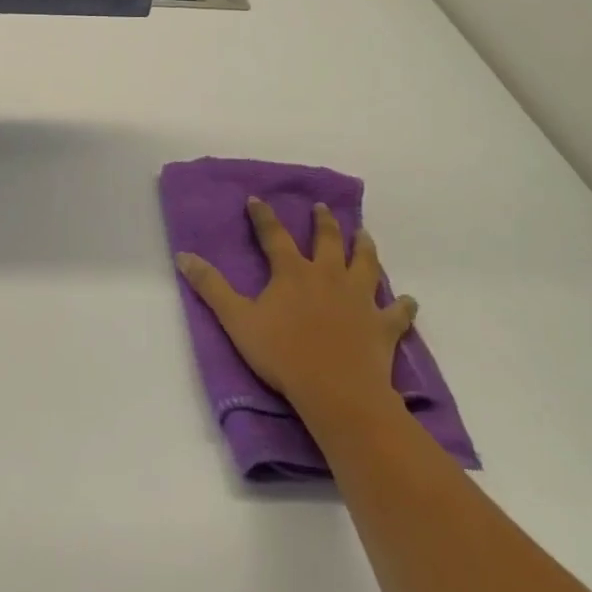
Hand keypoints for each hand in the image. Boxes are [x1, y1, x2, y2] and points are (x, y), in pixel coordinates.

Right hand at [176, 198, 416, 413]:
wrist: (337, 391)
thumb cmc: (283, 354)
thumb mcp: (237, 320)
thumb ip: (211, 287)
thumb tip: (184, 256)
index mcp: (292, 272)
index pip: (274, 235)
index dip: (264, 216)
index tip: (257, 199)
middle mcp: (328, 276)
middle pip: (327, 241)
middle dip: (323, 222)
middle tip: (322, 208)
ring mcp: (359, 299)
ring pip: (365, 264)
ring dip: (364, 248)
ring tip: (364, 234)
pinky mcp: (382, 326)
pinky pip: (397, 312)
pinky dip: (403, 305)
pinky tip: (408, 300)